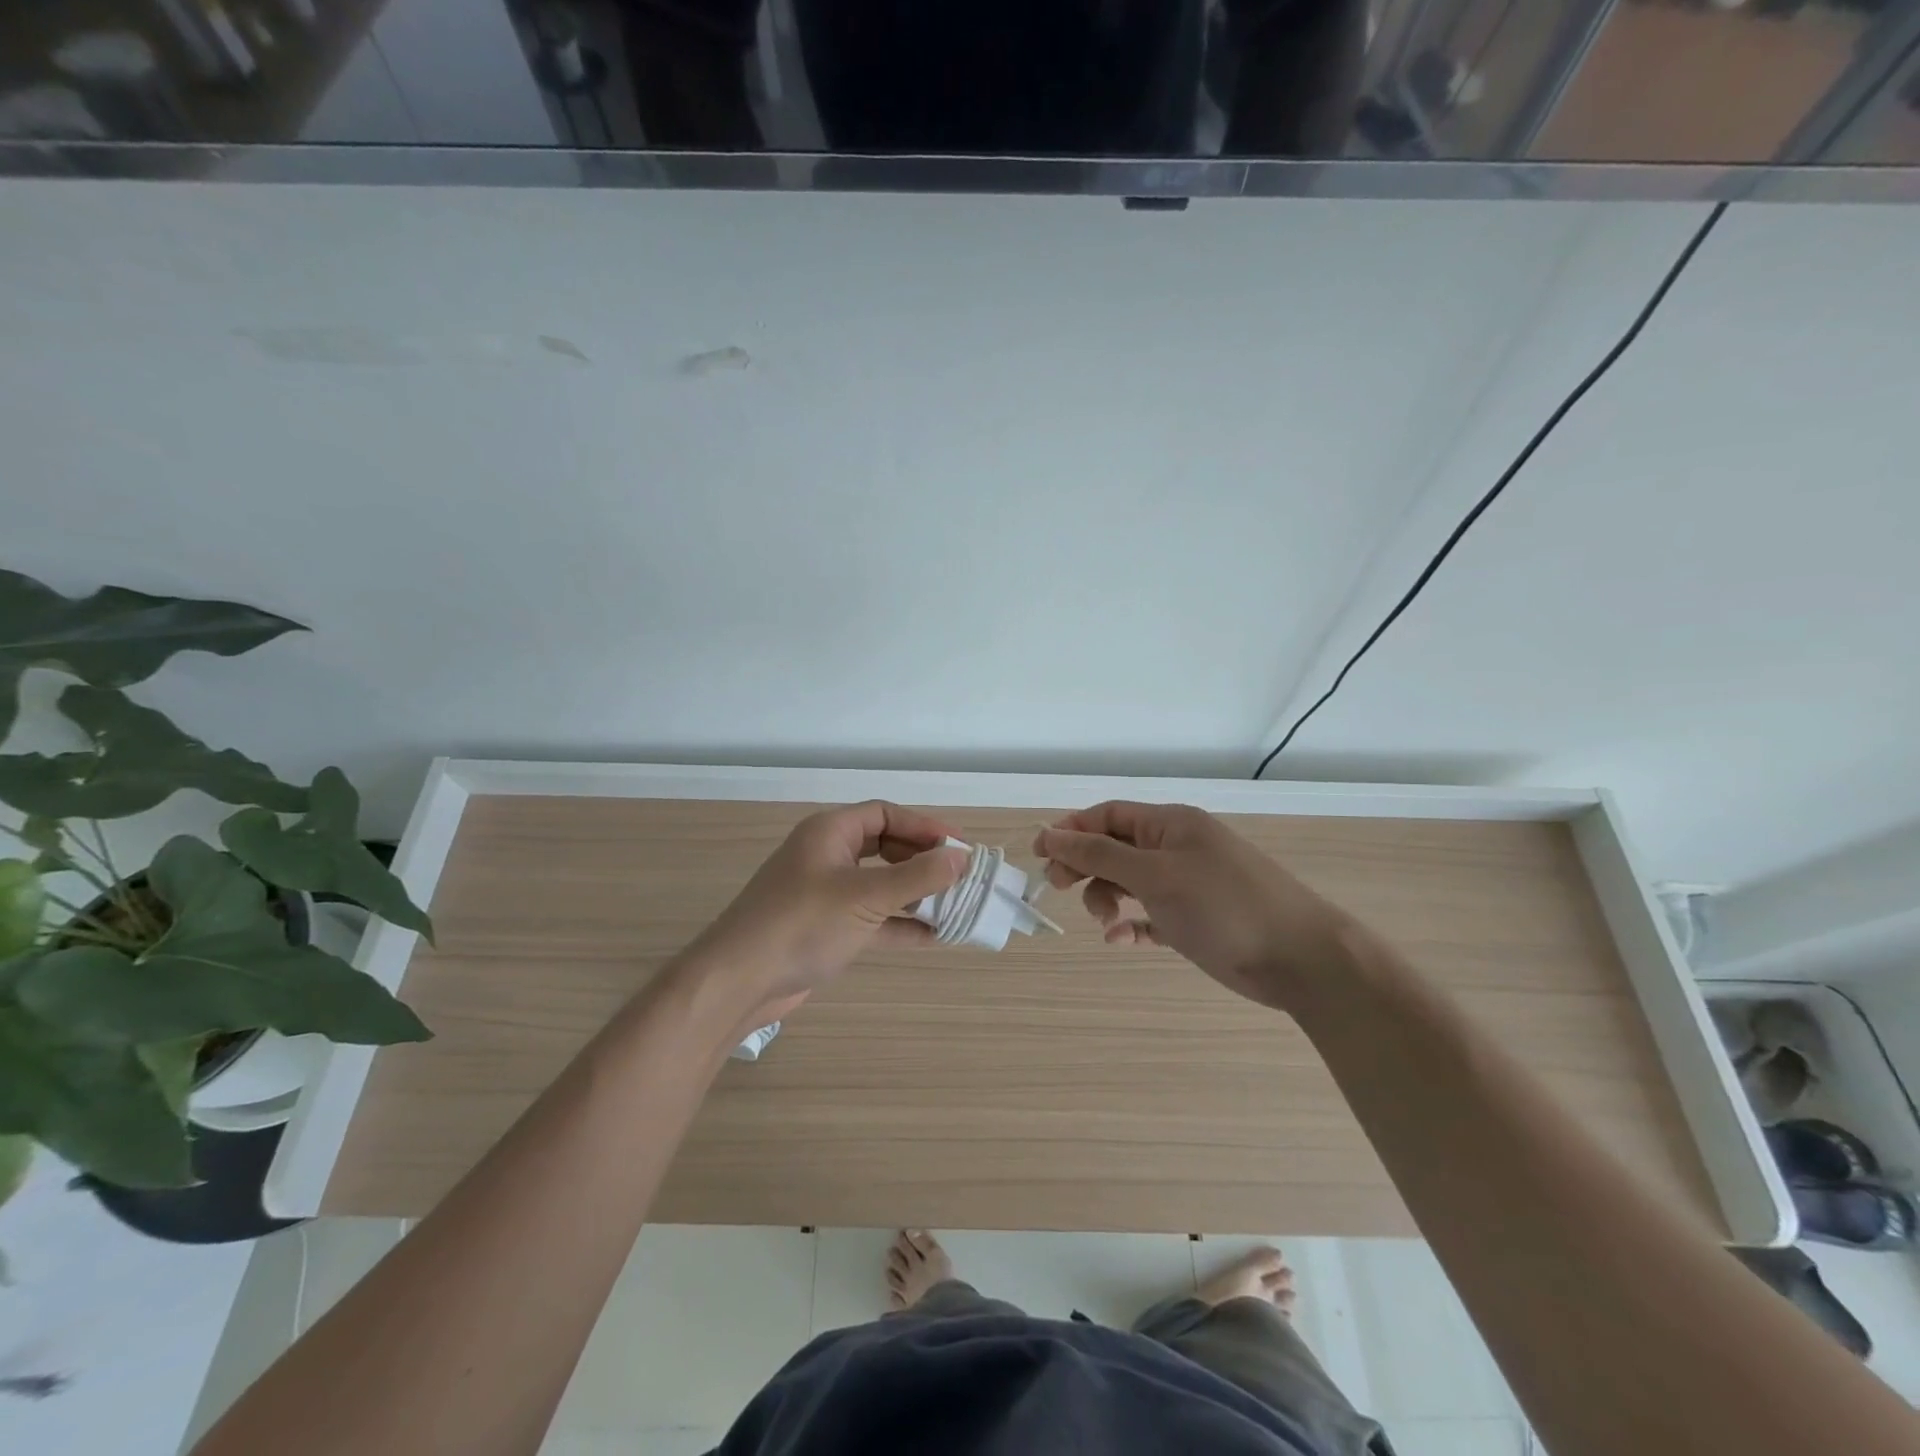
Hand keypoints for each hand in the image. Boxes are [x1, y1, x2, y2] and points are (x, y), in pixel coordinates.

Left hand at [696, 801, 967, 1015]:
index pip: (885, 814)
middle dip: (922, 861)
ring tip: (954, 905)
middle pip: (885, 847)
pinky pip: (872, 918)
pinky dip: (899, 924)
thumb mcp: (865, 897)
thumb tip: (961, 858)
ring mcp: (825, 894)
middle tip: (959, 876)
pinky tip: (932, 936)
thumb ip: (916, 877)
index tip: (960, 845)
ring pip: (880, 885)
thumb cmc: (802, 925)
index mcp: (830, 833)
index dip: (924, 826)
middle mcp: (827, 856)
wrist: (739, 982)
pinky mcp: (826, 929)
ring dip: (915, 894)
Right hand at [1035, 802, 1353, 1011]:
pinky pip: (1150, 915)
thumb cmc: (1223, 905)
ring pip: (1129, 882)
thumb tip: (1051, 834)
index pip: (1108, 815)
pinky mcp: (1195, 920)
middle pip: (1115, 848)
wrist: (1300, 958)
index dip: (1071, 830)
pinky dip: (1132, 924)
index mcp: (1170, 823)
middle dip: (1085, 866)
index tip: (1039, 853)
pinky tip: (1121, 938)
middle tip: (1058, 889)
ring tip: (1105, 922)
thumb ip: (1099, 855)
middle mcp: (1177, 848)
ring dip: (1107, 898)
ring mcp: (1188, 884)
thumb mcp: (1155, 875)